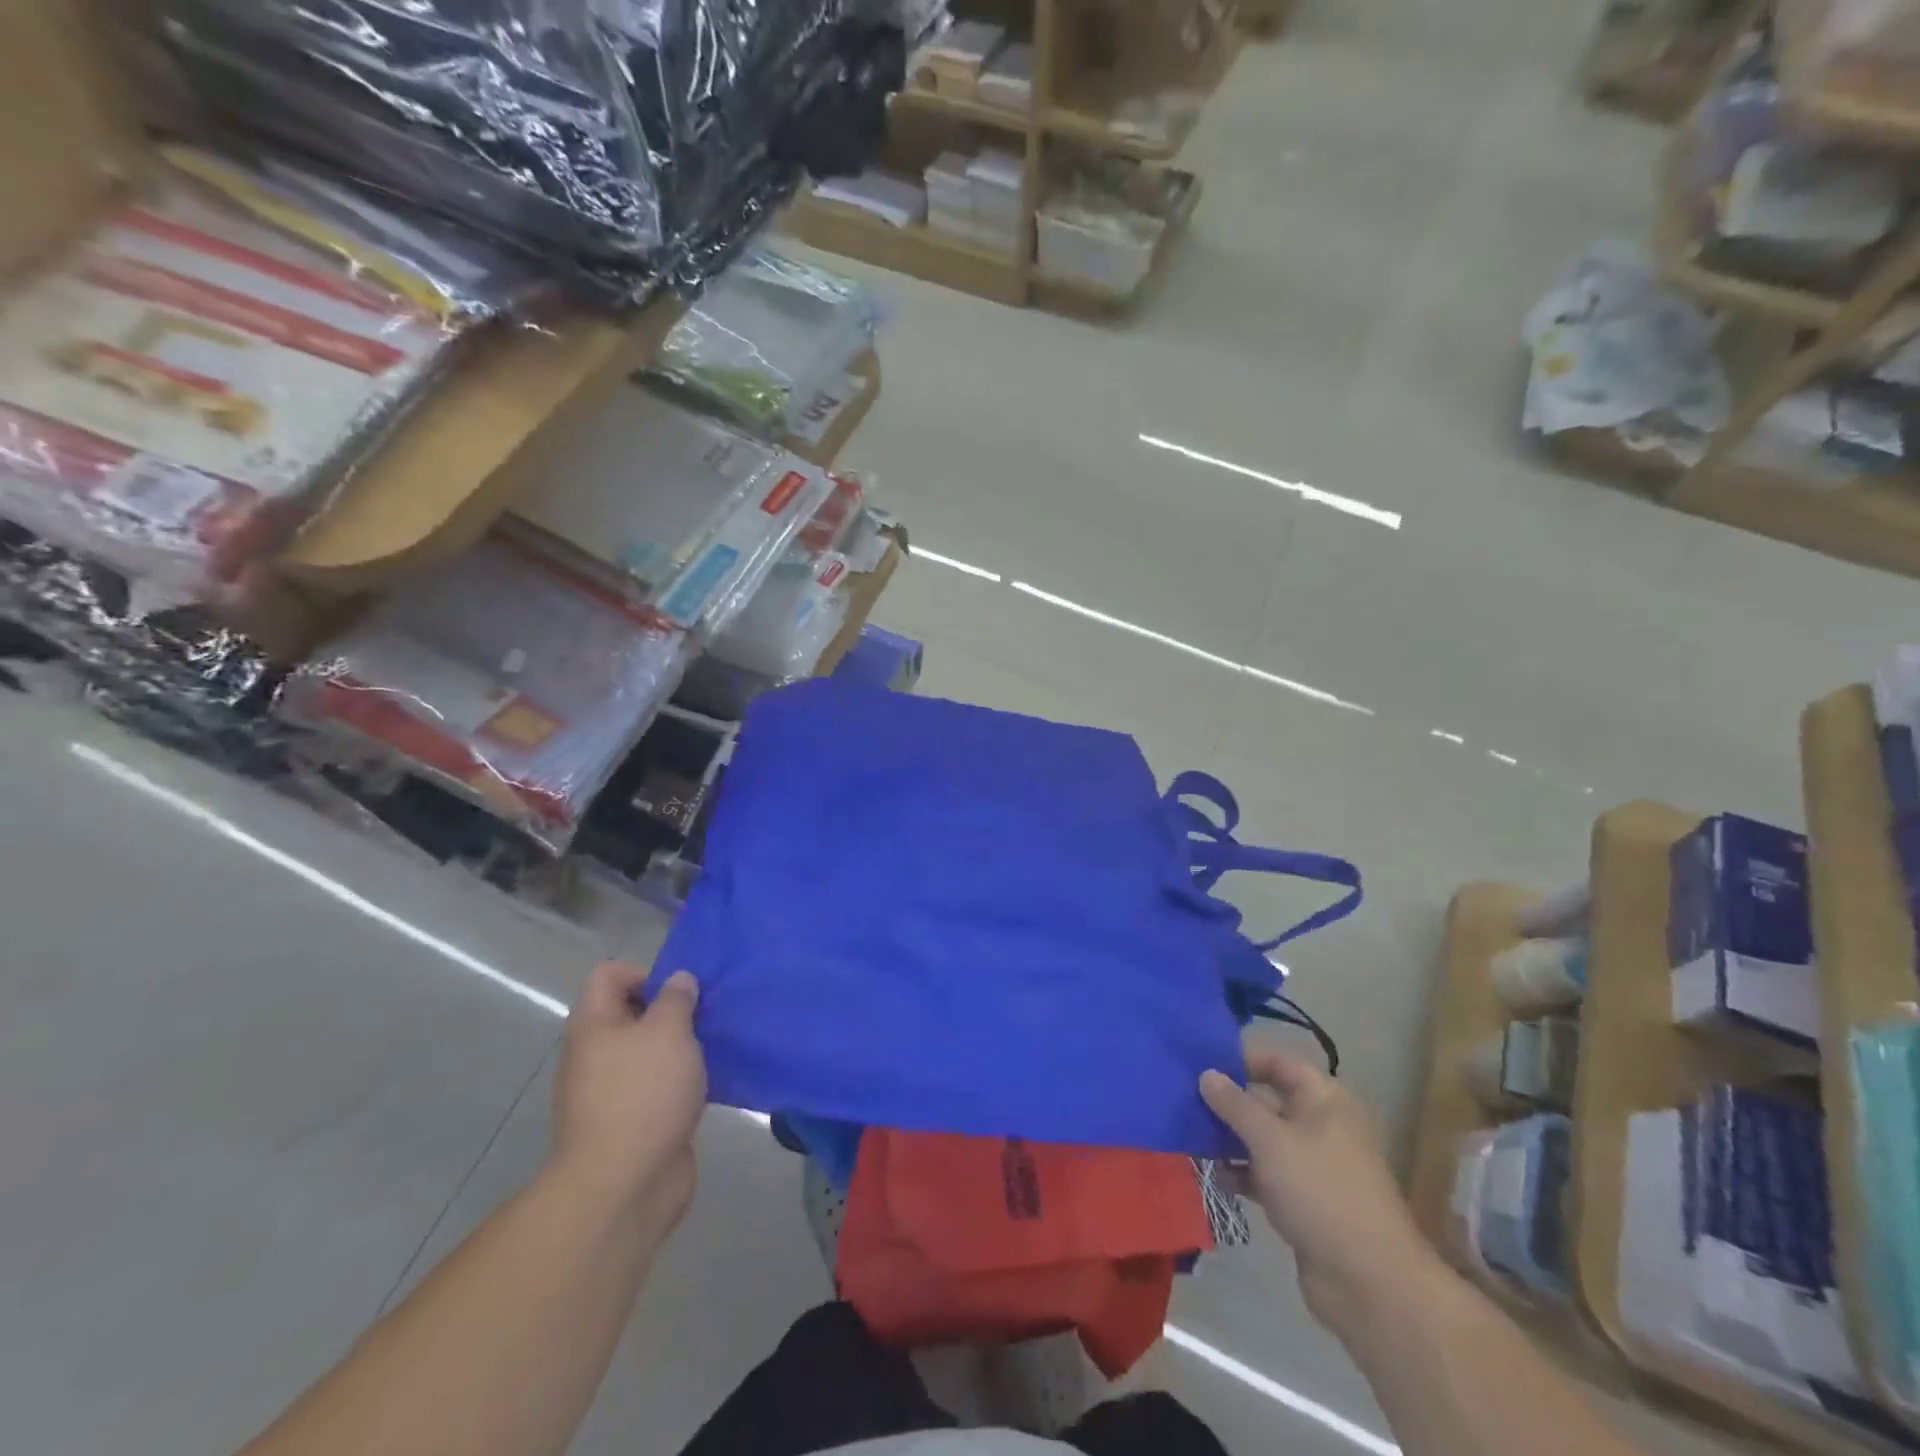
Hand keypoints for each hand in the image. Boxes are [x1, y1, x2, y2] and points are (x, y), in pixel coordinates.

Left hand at [550, 965, 706, 1235]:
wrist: (623, 1187)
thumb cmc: (643, 1094)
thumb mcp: (668, 1031)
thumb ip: (676, 999)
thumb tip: (678, 980)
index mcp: (593, 1025)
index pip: (609, 975)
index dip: (645, 973)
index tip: (679, 994)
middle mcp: (595, 1054)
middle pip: (631, 1013)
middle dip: (671, 1011)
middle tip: (704, 1019)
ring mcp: (610, 1091)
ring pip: (648, 1052)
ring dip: (680, 1048)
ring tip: (712, 1050)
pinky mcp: (631, 1122)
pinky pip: (657, 1086)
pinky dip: (680, 1081)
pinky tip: (707, 1085)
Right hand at [1201, 1046, 1437, 1336]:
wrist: (1368, 1282)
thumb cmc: (1320, 1192)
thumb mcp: (1270, 1140)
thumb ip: (1234, 1104)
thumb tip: (1206, 1074)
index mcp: (1324, 1099)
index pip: (1277, 1062)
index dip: (1241, 1059)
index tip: (1200, 1062)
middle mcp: (1320, 1124)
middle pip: (1266, 1099)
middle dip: (1228, 1101)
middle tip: (1184, 1099)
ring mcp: (1312, 1164)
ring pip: (1262, 1138)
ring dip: (1229, 1138)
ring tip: (1190, 1137)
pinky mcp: (1303, 1199)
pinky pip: (1264, 1172)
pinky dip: (1241, 1171)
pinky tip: (1214, 1174)